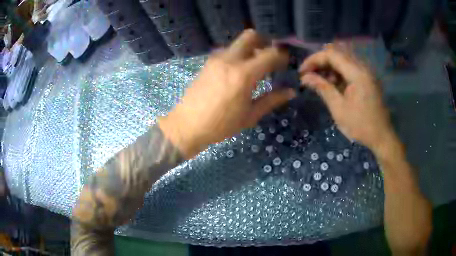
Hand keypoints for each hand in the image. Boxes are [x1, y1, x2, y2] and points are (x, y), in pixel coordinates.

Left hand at [159, 29, 294, 157]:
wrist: (188, 124)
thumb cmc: (221, 124)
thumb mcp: (250, 115)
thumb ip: (272, 100)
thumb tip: (291, 91)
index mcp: (244, 74)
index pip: (270, 54)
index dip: (282, 55)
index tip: (286, 62)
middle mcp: (230, 59)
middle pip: (251, 36)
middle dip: (264, 42)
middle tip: (271, 56)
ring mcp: (217, 58)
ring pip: (238, 43)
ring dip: (250, 48)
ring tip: (255, 65)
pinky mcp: (208, 62)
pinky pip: (228, 50)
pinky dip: (238, 54)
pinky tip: (239, 70)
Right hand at [299, 45, 394, 151]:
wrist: (381, 137)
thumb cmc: (360, 125)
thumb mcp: (338, 108)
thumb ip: (322, 88)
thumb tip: (305, 77)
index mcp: (357, 73)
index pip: (331, 54)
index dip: (314, 59)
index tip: (302, 71)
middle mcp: (362, 67)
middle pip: (337, 53)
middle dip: (320, 61)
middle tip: (309, 75)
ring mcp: (366, 72)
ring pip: (343, 60)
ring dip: (329, 67)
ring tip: (319, 81)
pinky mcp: (367, 78)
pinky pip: (350, 68)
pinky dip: (338, 72)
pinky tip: (333, 84)